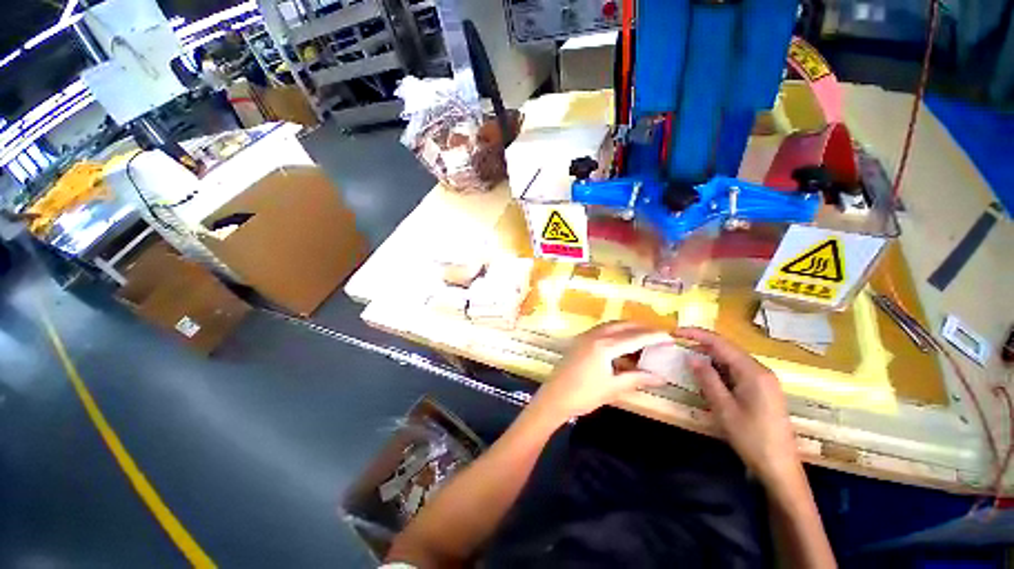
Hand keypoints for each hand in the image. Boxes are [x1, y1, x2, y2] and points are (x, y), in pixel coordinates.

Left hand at [529, 322, 671, 425]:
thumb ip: (637, 378)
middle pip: (623, 325)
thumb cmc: (584, 395)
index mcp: (605, 346)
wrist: (554, 397)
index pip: (635, 337)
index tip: (670, 337)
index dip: (654, 336)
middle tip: (658, 335)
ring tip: (642, 336)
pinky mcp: (579, 340)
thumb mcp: (613, 388)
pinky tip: (621, 342)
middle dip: (641, 327)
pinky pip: (601, 330)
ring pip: (611, 325)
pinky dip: (615, 332)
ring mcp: (585, 336)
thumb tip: (661, 377)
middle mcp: (595, 335)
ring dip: (627, 327)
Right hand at [674, 327, 800, 485]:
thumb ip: (707, 379)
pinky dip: (719, 371)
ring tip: (689, 362)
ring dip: (710, 359)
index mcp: (753, 372)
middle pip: (727, 349)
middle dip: (701, 345)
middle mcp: (761, 371)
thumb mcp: (724, 408)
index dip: (696, 334)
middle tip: (678, 347)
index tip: (675, 332)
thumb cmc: (751, 438)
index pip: (721, 343)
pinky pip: (737, 372)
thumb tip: (691, 357)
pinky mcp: (763, 391)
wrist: (780, 468)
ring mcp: (764, 381)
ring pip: (732, 361)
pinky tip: (708, 378)